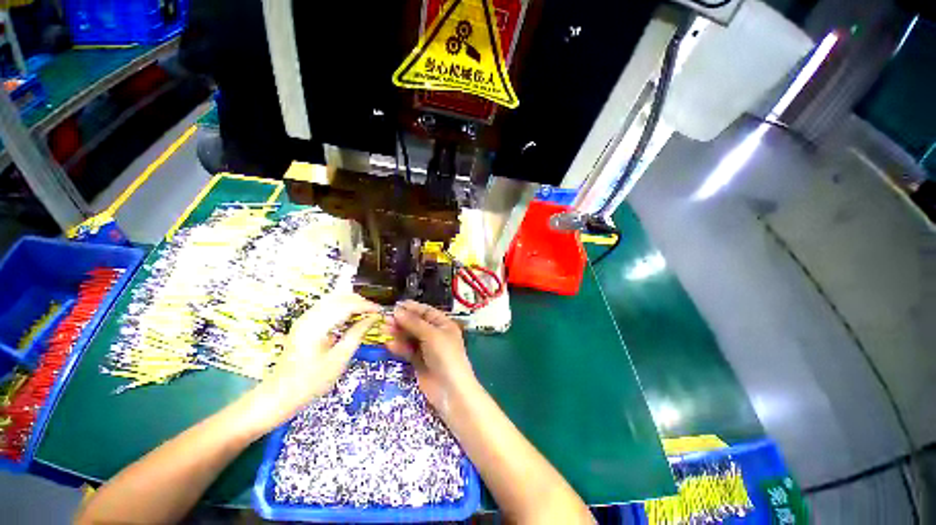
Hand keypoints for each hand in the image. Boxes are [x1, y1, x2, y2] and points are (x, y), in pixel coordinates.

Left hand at [244, 293, 380, 431]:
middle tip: (374, 312)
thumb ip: (357, 334)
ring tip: (366, 313)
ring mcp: (304, 319)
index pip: (346, 305)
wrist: (278, 396)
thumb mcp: (339, 360)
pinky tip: (351, 317)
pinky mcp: (304, 324)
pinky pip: (326, 307)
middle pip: (339, 297)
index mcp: (316, 326)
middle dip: (359, 301)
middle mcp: (309, 317)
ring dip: (351, 303)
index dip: (366, 306)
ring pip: (332, 299)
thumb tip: (373, 318)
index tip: (380, 312)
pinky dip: (342, 307)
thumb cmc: (311, 382)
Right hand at [386, 301, 475, 413]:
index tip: (396, 305)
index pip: (427, 312)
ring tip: (383, 328)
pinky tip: (388, 343)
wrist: (450, 390)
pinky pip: (407, 350)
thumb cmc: (445, 356)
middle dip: (402, 320)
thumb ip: (414, 323)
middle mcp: (436, 334)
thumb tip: (397, 310)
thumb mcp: (431, 335)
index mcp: (444, 324)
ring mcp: (427, 349)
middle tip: (385, 318)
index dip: (412, 308)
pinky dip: (399, 347)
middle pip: (417, 324)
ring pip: (410, 337)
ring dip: (398, 333)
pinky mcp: (419, 362)